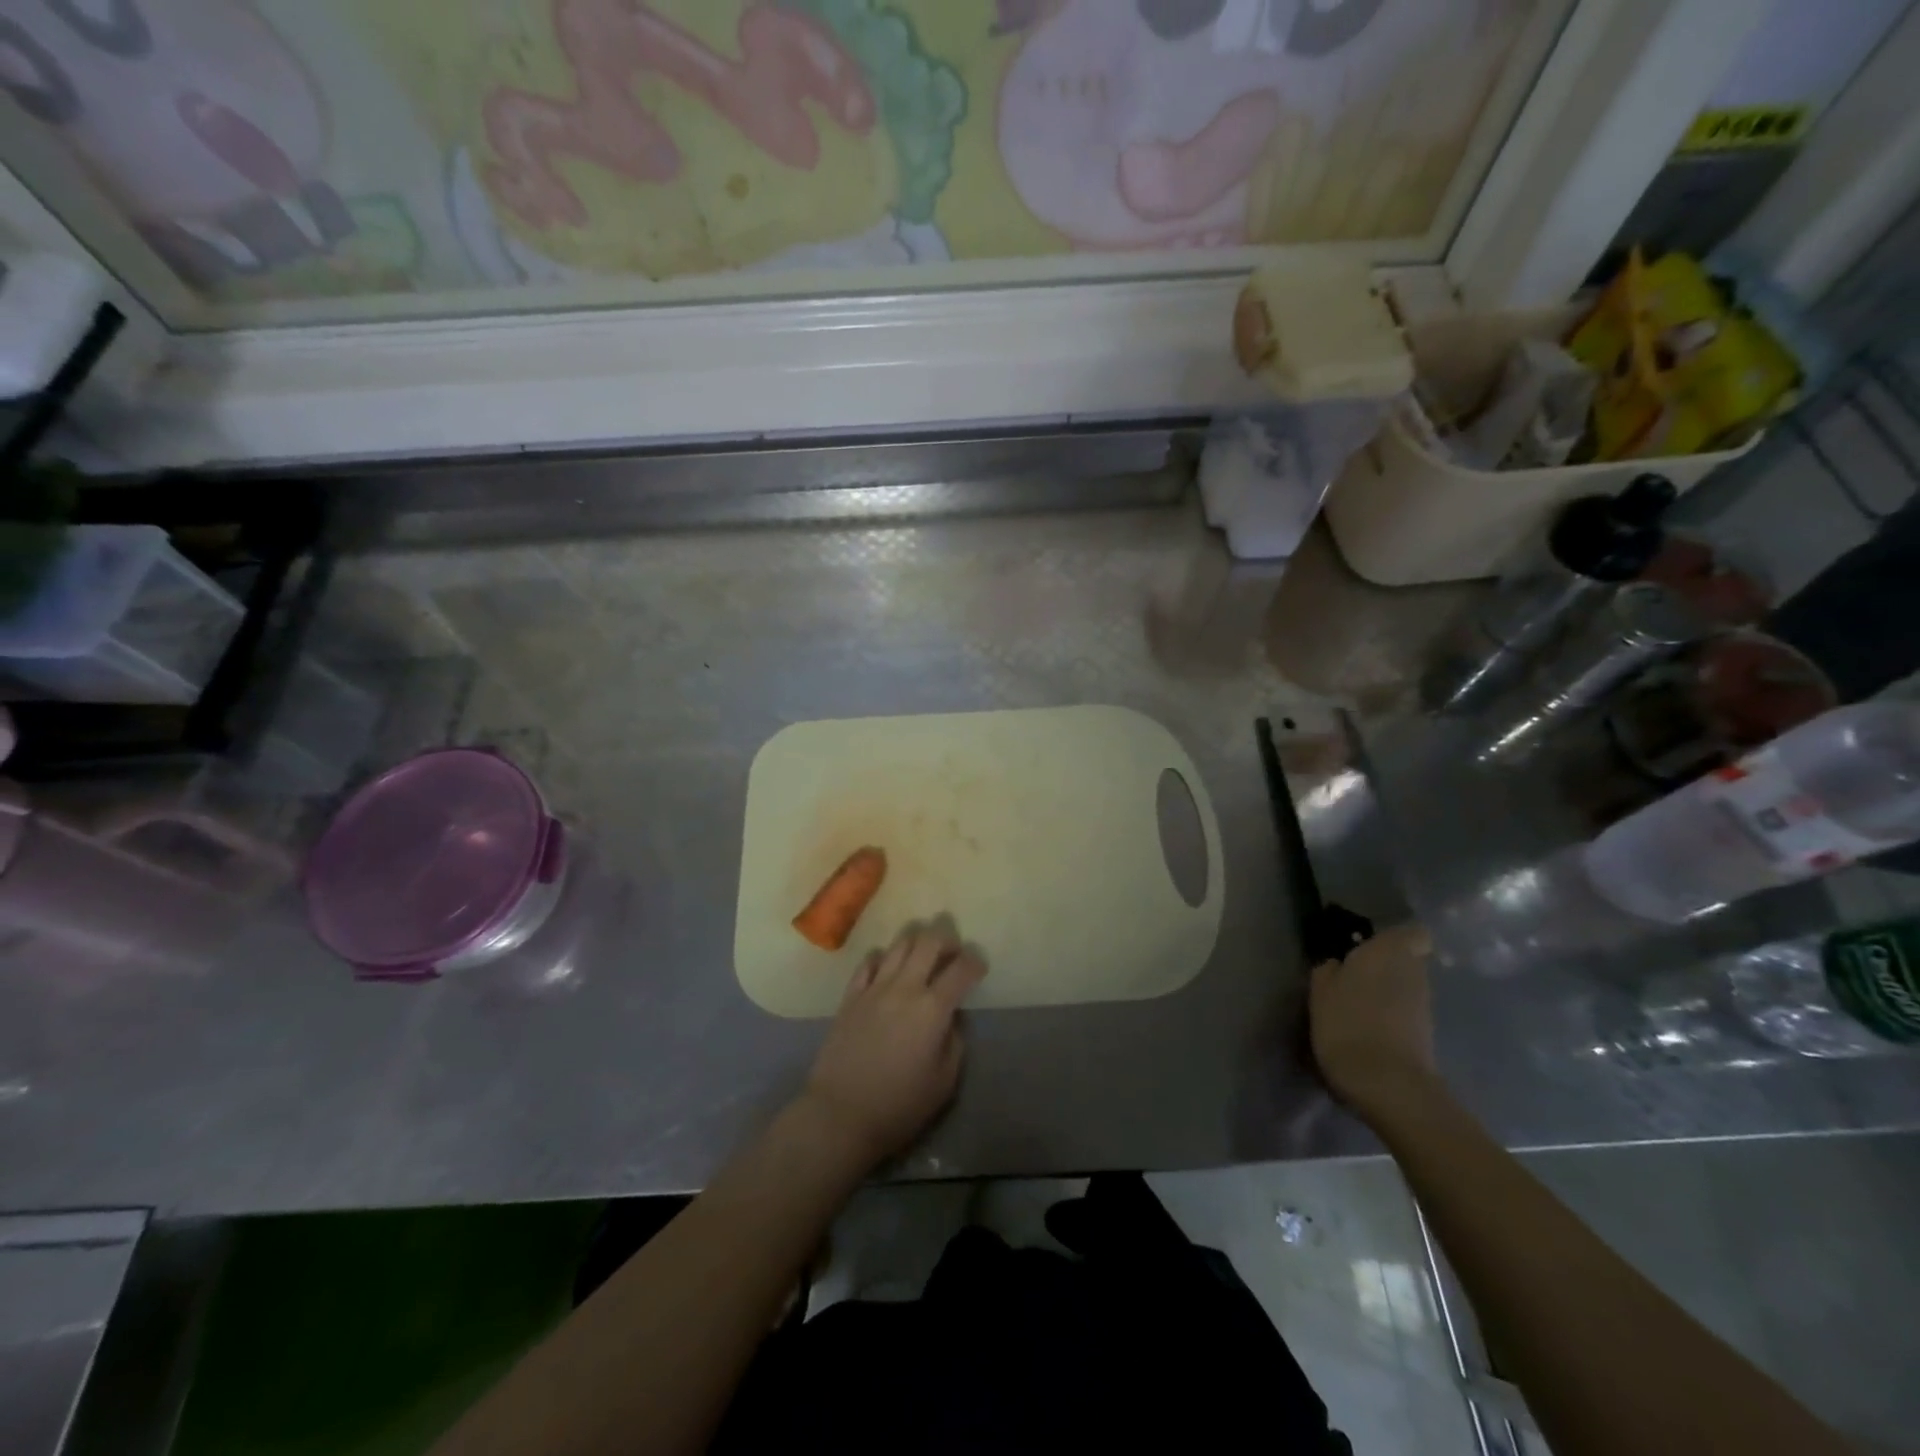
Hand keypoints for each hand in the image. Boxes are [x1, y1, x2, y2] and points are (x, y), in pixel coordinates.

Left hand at [798, 920, 986, 1166]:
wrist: (840, 1114)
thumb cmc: (899, 1105)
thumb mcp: (944, 1082)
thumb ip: (955, 1043)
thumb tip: (952, 1018)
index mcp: (932, 1009)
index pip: (961, 969)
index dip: (975, 962)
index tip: (979, 966)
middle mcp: (904, 988)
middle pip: (928, 942)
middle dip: (946, 939)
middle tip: (953, 950)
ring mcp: (874, 988)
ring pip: (899, 944)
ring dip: (916, 941)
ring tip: (923, 953)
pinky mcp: (850, 996)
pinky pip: (868, 961)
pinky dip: (883, 957)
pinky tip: (887, 966)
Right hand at [1309, 922, 1438, 1119]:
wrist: (1388, 1084)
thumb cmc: (1348, 1024)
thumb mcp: (1320, 991)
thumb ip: (1329, 970)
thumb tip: (1337, 964)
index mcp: (1388, 952)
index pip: (1413, 933)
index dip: (1394, 938)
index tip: (1367, 947)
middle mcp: (1414, 973)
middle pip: (1407, 961)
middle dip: (1385, 966)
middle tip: (1352, 977)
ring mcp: (1424, 1006)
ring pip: (1407, 987)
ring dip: (1387, 993)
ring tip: (1355, 1008)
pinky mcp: (1427, 1036)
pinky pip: (1406, 1014)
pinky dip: (1391, 1017)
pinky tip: (1367, 1031)